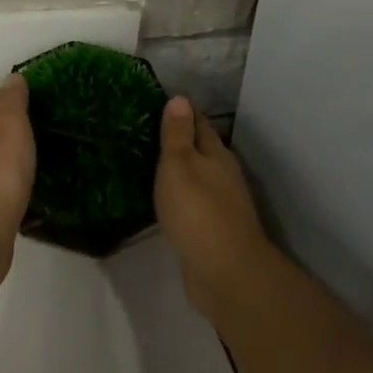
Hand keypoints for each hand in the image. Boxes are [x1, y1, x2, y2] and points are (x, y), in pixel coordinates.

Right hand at [154, 97, 270, 319]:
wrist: (225, 274)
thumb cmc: (198, 210)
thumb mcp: (180, 164)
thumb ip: (178, 134)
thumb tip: (181, 99)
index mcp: (217, 154)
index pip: (199, 123)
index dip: (181, 112)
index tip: (159, 103)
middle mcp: (223, 176)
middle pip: (201, 151)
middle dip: (180, 141)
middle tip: (147, 133)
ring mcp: (221, 206)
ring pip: (197, 179)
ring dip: (180, 172)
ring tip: (150, 164)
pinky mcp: (213, 233)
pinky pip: (193, 205)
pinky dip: (180, 198)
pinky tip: (164, 201)